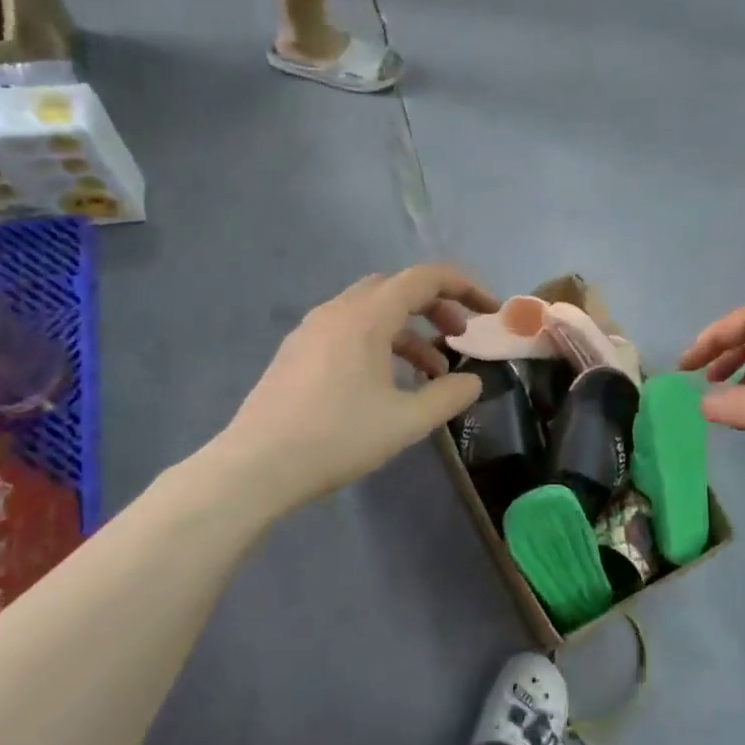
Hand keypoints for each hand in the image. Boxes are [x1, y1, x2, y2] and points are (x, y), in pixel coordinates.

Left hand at [209, 265, 497, 511]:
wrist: (255, 467)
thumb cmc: (337, 438)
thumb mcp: (405, 422)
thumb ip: (448, 395)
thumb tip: (472, 381)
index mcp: (366, 317)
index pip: (424, 278)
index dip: (464, 287)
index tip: (489, 311)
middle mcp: (337, 311)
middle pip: (396, 289)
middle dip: (435, 307)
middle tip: (458, 337)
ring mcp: (312, 330)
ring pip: (371, 311)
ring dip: (408, 330)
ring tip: (431, 371)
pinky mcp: (297, 352)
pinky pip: (349, 330)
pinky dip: (379, 342)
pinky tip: (386, 383)